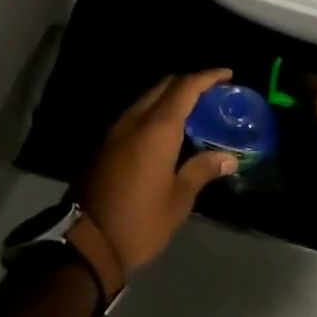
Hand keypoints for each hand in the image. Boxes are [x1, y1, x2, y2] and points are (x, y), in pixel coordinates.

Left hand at [78, 69, 238, 282]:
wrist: (87, 242)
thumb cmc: (140, 220)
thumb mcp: (178, 199)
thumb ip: (202, 170)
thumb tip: (228, 158)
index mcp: (157, 128)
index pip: (185, 87)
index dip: (208, 77)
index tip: (227, 75)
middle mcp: (135, 119)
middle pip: (164, 85)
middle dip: (189, 83)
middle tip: (212, 93)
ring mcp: (116, 130)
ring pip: (147, 98)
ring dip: (170, 96)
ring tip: (193, 111)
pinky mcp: (105, 143)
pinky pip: (136, 114)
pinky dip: (155, 111)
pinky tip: (167, 130)